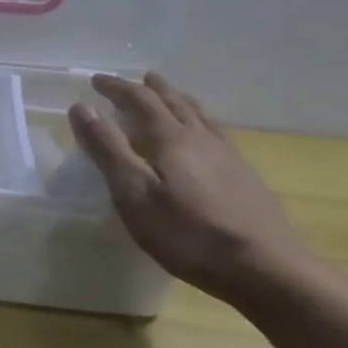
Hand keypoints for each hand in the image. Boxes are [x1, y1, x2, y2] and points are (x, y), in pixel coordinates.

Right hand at [67, 73, 311, 303]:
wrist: (265, 269)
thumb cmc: (187, 234)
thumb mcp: (134, 194)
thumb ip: (108, 149)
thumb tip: (82, 107)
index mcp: (171, 139)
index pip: (141, 101)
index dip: (117, 88)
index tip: (96, 80)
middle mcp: (202, 139)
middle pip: (176, 102)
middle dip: (152, 89)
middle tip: (138, 79)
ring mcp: (229, 157)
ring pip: (201, 116)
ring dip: (180, 100)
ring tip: (171, 95)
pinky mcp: (245, 178)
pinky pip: (217, 134)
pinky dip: (201, 122)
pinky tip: (206, 138)